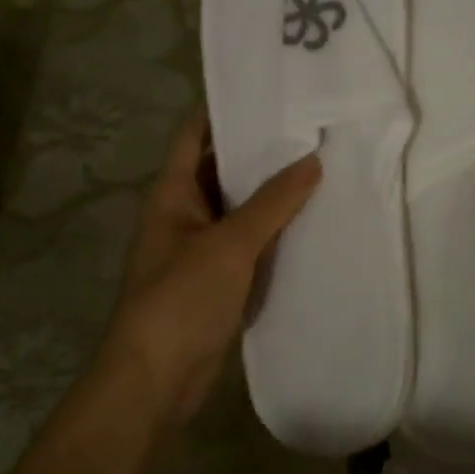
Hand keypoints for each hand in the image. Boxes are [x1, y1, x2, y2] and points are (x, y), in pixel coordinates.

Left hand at [99, 112, 321, 426]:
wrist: (155, 384)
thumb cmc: (180, 299)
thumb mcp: (229, 244)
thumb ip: (272, 202)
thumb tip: (312, 160)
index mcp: (173, 193)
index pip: (195, 134)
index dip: (223, 109)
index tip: (266, 90)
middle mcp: (185, 213)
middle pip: (222, 168)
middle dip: (259, 150)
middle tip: (309, 126)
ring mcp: (201, 248)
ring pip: (240, 207)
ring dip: (271, 192)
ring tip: (319, 164)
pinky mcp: (217, 280)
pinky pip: (249, 243)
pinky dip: (274, 231)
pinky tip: (311, 220)